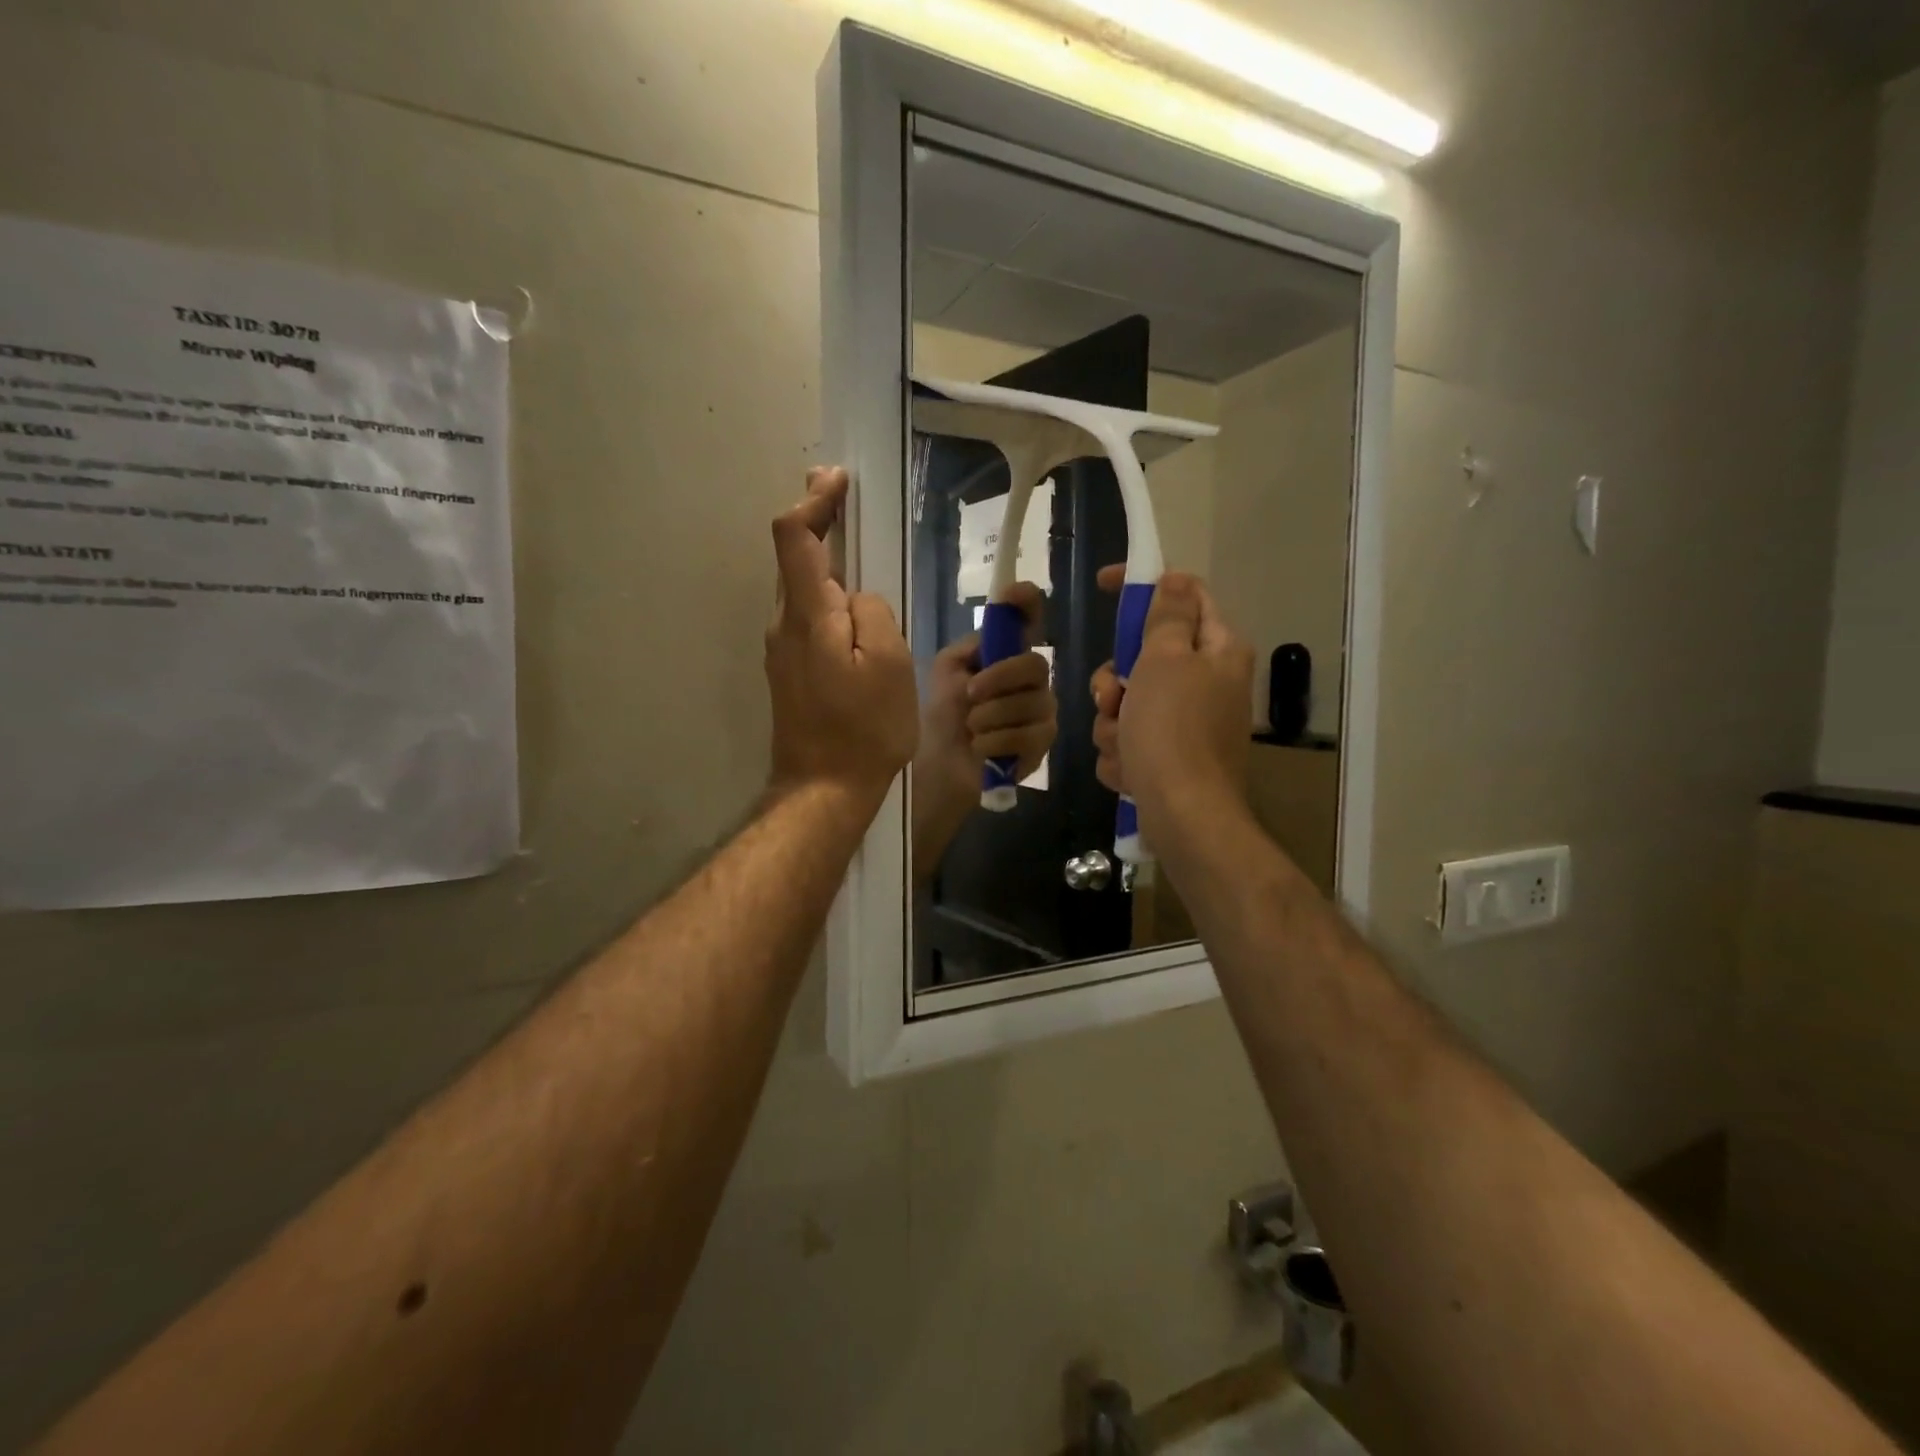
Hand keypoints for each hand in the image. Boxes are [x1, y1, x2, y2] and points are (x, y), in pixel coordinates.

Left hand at [765, 468, 918, 804]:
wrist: (823, 789)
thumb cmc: (864, 728)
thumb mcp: (890, 663)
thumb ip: (873, 612)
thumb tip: (857, 598)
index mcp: (808, 615)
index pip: (795, 537)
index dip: (814, 500)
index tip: (837, 481)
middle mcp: (784, 624)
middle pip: (793, 558)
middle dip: (817, 523)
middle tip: (844, 498)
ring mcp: (781, 650)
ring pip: (800, 590)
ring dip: (824, 562)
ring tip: (859, 553)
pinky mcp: (788, 672)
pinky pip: (807, 619)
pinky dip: (825, 597)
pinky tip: (853, 613)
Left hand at [911, 582, 1055, 874]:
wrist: (934, 769)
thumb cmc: (937, 718)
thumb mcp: (946, 673)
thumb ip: (971, 648)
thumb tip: (994, 634)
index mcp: (1005, 657)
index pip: (1028, 620)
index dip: (1026, 602)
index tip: (1014, 595)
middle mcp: (1030, 682)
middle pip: (1035, 664)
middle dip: (999, 678)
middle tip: (970, 695)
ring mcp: (1040, 714)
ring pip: (1032, 702)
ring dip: (990, 716)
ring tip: (971, 729)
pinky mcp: (1041, 747)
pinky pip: (1029, 734)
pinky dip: (996, 741)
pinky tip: (980, 749)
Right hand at [1091, 567, 1254, 842]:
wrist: (1183, 814)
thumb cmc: (1172, 729)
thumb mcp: (1165, 660)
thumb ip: (1168, 616)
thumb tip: (1177, 578)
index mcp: (1218, 651)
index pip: (1184, 595)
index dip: (1144, 584)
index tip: (1104, 584)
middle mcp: (1208, 683)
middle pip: (1145, 657)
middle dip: (1115, 681)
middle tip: (1112, 696)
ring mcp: (1188, 724)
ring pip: (1128, 703)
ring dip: (1113, 724)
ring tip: (1124, 745)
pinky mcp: (1170, 757)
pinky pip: (1130, 740)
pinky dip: (1123, 754)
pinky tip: (1130, 770)